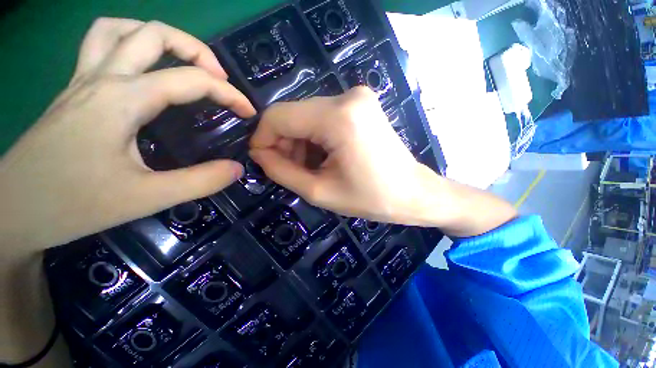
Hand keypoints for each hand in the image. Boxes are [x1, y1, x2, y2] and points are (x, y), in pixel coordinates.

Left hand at [0, 18, 255, 252]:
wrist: (14, 212)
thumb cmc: (72, 205)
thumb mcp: (146, 198)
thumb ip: (200, 181)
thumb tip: (236, 168)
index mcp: (121, 99)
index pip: (191, 80)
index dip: (229, 94)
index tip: (248, 112)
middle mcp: (102, 78)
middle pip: (153, 33)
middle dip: (197, 50)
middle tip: (218, 78)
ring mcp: (82, 81)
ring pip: (120, 30)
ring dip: (158, 38)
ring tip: (182, 62)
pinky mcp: (73, 92)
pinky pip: (100, 46)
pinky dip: (128, 44)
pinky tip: (141, 67)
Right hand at [250, 87, 427, 222]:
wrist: (413, 193)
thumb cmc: (371, 198)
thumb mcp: (319, 191)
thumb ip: (281, 171)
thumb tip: (259, 153)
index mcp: (338, 118)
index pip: (279, 116)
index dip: (263, 138)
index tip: (262, 160)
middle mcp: (347, 97)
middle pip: (293, 114)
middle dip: (284, 143)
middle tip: (290, 170)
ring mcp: (357, 97)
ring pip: (307, 116)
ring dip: (301, 142)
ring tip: (310, 167)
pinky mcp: (361, 105)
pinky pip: (323, 117)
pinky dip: (316, 137)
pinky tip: (323, 157)